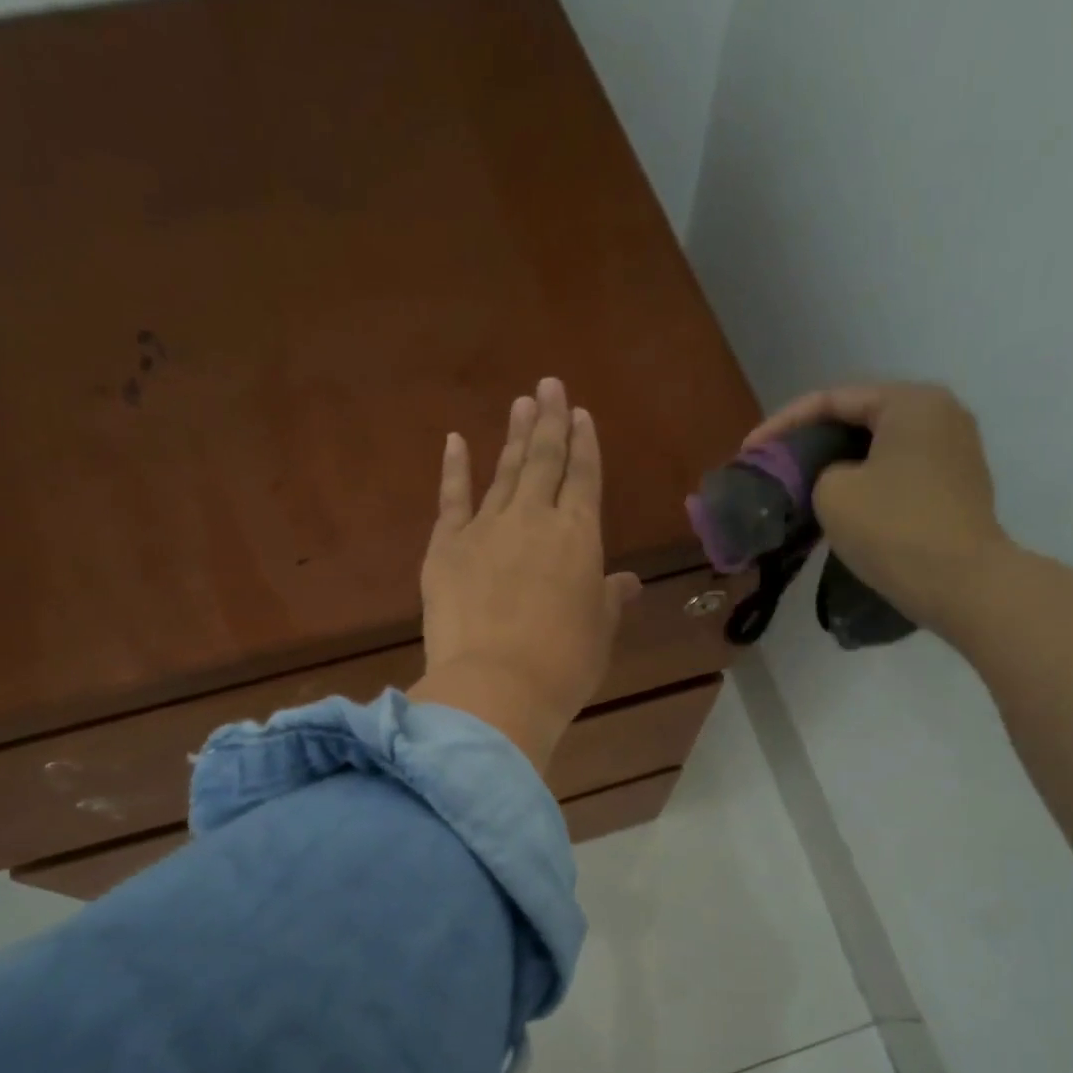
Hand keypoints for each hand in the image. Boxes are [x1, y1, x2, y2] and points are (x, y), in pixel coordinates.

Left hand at [409, 377, 641, 774]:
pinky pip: (452, 499)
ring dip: (514, 436)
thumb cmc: (563, 666)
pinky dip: (455, 468)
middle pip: (544, 461)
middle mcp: (535, 519)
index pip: (584, 478)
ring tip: (521, 403)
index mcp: (579, 537)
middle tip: (549, 385)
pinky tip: (457, 441)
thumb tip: (626, 583)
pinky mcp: (446, 547)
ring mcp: (486, 528)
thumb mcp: (599, 633)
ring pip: (505, 472)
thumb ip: (608, 600)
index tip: (582, 414)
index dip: (585, 445)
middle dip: (550, 421)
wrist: (496, 687)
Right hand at [746, 382, 1010, 629]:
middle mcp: (940, 414)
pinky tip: (841, 503)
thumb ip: (820, 472)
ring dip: (838, 463)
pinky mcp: (956, 486)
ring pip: (879, 447)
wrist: (961, 583)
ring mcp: (954, 450)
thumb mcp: (832, 493)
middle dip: (812, 441)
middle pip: (859, 418)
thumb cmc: (893, 528)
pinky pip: (898, 472)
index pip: (832, 400)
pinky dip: (866, 481)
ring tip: (801, 484)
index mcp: (910, 402)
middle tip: (774, 465)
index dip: (782, 423)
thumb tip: (837, 478)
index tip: (749, 451)